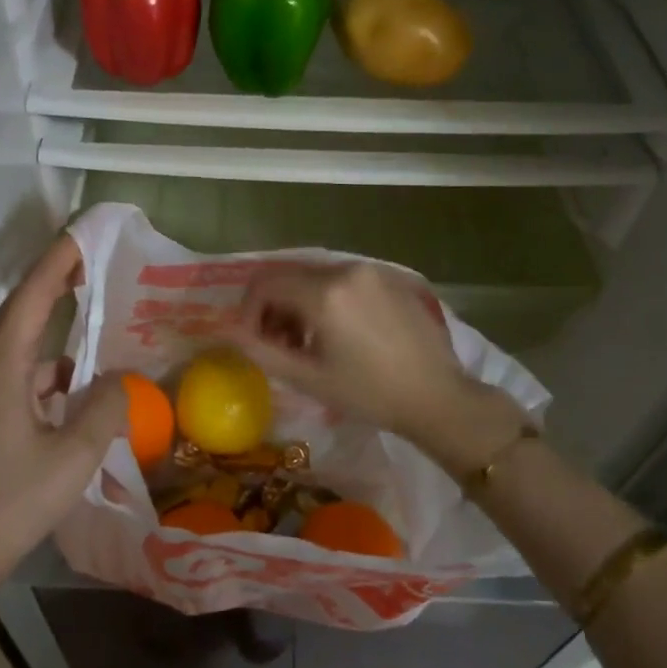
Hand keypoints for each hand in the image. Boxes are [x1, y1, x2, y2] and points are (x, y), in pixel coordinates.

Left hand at [0, 235, 126, 600]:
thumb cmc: (12, 501)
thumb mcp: (75, 455)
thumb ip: (107, 407)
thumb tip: (122, 377)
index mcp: (0, 367)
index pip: (32, 296)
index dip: (58, 260)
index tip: (84, 233)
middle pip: (22, 311)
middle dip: (56, 282)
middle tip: (93, 260)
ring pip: (21, 344)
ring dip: (53, 327)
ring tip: (94, 315)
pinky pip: (19, 373)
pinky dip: (49, 367)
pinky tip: (78, 382)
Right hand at [233, 263, 524, 475]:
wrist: (439, 398)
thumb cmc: (370, 394)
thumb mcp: (309, 378)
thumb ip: (261, 351)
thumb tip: (227, 332)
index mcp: (324, 293)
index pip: (265, 284)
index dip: (249, 311)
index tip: (255, 341)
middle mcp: (346, 269)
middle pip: (289, 276)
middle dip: (274, 308)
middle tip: (281, 345)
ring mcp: (372, 270)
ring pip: (316, 276)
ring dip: (301, 304)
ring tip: (310, 343)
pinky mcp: (391, 277)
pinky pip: (344, 279)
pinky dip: (329, 299)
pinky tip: (341, 332)